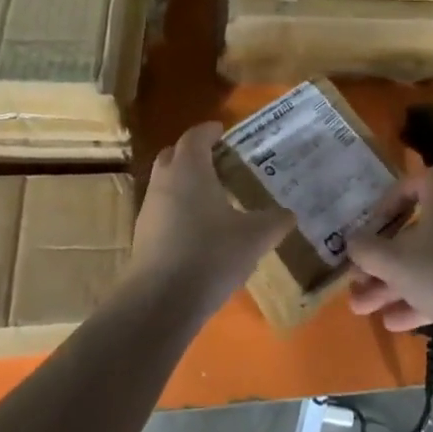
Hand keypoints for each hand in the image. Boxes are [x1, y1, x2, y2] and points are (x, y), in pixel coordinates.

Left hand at [127, 122, 290, 320]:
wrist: (160, 301)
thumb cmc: (210, 254)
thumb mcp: (254, 237)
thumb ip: (274, 221)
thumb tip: (289, 214)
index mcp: (190, 169)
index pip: (195, 137)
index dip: (209, 131)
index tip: (222, 130)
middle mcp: (165, 182)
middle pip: (173, 155)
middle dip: (192, 153)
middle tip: (217, 160)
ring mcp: (149, 210)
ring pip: (165, 183)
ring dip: (184, 182)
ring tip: (211, 196)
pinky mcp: (142, 237)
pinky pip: (162, 210)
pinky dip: (178, 209)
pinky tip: (198, 230)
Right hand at [345, 168, 432, 359]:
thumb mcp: (396, 262)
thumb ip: (367, 250)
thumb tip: (352, 241)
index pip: (420, 182)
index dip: (393, 197)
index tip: (374, 222)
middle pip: (412, 233)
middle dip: (380, 257)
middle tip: (355, 277)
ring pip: (421, 266)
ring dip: (389, 285)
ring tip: (359, 307)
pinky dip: (412, 301)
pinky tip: (389, 322)